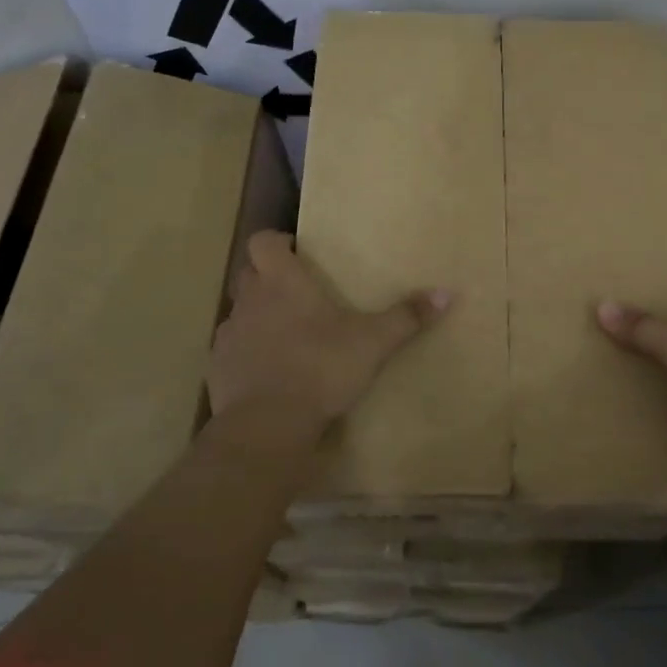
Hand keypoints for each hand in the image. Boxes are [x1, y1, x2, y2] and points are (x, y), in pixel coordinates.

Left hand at [207, 231, 449, 444]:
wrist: (268, 425)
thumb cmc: (320, 367)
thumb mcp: (373, 342)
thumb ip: (407, 316)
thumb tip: (447, 293)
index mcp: (282, 282)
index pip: (262, 242)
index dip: (276, 242)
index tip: (296, 252)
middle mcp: (250, 301)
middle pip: (248, 274)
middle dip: (267, 277)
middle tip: (298, 292)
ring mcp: (230, 335)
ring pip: (240, 312)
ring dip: (257, 316)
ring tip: (286, 334)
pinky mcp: (218, 369)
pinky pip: (232, 350)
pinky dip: (248, 353)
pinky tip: (269, 372)